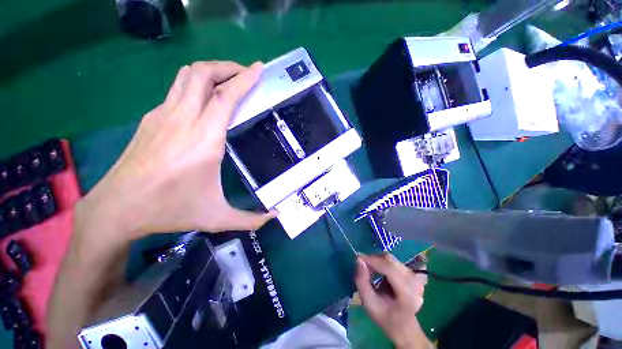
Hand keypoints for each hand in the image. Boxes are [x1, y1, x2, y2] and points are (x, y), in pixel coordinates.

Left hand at [76, 61, 276, 245]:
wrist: (117, 209)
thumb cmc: (170, 210)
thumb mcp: (217, 217)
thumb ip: (250, 219)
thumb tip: (274, 216)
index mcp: (204, 139)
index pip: (226, 96)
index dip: (245, 78)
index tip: (259, 68)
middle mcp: (183, 119)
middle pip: (203, 74)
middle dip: (228, 67)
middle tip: (246, 73)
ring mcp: (163, 115)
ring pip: (187, 76)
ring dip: (211, 71)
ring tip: (228, 80)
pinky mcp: (151, 118)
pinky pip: (178, 90)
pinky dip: (195, 85)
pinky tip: (204, 101)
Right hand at [354, 253, 429, 348]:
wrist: (404, 326)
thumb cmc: (385, 317)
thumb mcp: (369, 303)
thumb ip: (361, 281)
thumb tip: (358, 259)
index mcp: (407, 293)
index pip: (389, 267)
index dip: (372, 260)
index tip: (358, 259)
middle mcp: (414, 281)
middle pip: (390, 260)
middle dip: (373, 260)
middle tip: (363, 268)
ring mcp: (415, 276)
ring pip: (391, 259)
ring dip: (377, 261)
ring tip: (370, 272)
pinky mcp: (412, 272)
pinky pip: (393, 261)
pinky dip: (383, 263)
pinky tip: (379, 273)